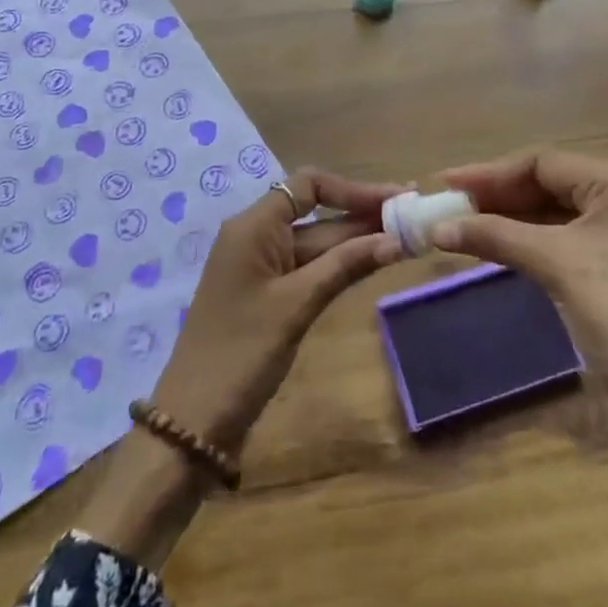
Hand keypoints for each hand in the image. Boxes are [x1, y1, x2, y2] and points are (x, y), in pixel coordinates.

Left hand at [151, 167, 406, 453]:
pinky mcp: (268, 295)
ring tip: (406, 237)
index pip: (308, 185)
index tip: (395, 199)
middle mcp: (257, 236)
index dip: (353, 189)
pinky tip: (373, 264)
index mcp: (253, 226)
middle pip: (317, 213)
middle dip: (363, 214)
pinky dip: (341, 264)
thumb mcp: (296, 304)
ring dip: (358, 240)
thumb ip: (345, 266)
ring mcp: (262, 267)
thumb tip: (395, 238)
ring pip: (317, 242)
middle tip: (413, 217)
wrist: (194, 421)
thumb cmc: (242, 352)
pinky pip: (309, 267)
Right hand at [433, 148, 607, 565]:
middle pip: (551, 186)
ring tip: (463, 226)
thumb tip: (436, 228)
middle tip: (448, 206)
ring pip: (557, 216)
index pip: (544, 163)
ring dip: (511, 220)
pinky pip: (568, 243)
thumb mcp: (557, 264)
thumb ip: (496, 235)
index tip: (445, 183)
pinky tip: (499, 249)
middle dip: (498, 195)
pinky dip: (531, 244)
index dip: (490, 173)